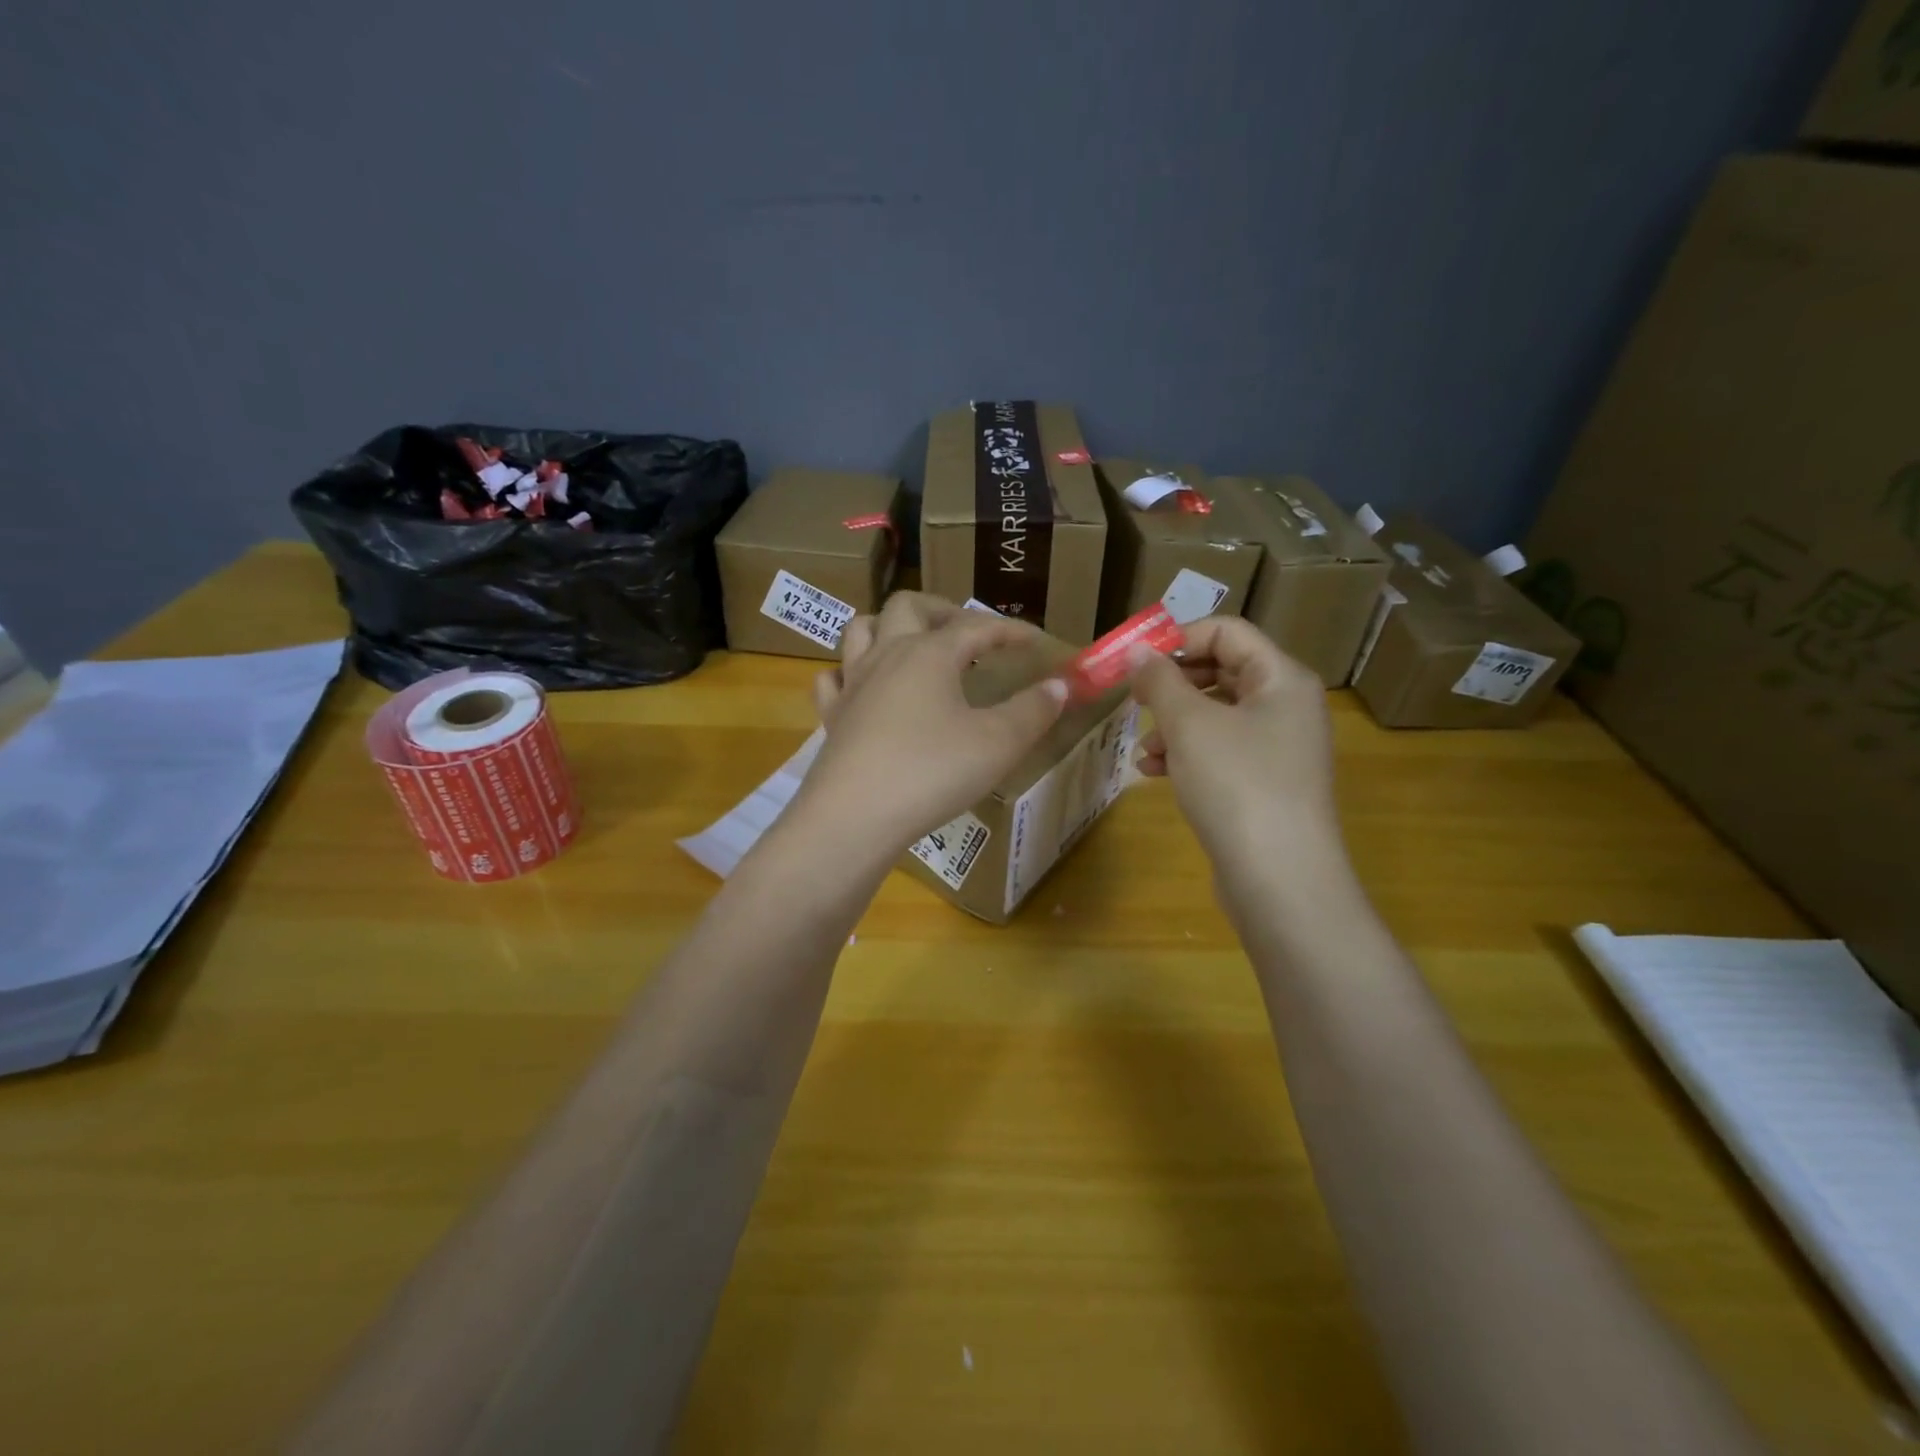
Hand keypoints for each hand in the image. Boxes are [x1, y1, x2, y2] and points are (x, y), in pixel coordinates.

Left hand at [797, 594, 1068, 854]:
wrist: (855, 816)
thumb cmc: (932, 772)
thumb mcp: (998, 743)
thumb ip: (1033, 711)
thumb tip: (1059, 685)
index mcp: (930, 653)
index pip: (976, 626)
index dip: (1009, 629)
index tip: (1034, 640)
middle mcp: (886, 655)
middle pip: (908, 606)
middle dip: (942, 610)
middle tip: (966, 633)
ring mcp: (853, 684)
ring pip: (861, 630)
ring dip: (889, 627)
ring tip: (913, 647)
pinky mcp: (831, 717)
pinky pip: (833, 680)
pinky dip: (849, 674)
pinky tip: (864, 689)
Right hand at [1126, 616, 1344, 886]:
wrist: (1279, 879)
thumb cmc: (1237, 784)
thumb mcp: (1189, 724)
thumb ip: (1159, 680)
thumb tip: (1136, 651)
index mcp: (1281, 679)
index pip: (1228, 631)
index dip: (1179, 638)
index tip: (1135, 661)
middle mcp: (1286, 707)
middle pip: (1221, 672)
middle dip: (1172, 686)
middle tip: (1134, 701)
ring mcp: (1277, 749)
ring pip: (1215, 716)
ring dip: (1173, 725)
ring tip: (1143, 750)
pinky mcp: (1263, 784)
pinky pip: (1219, 752)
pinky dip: (1186, 754)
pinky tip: (1154, 773)